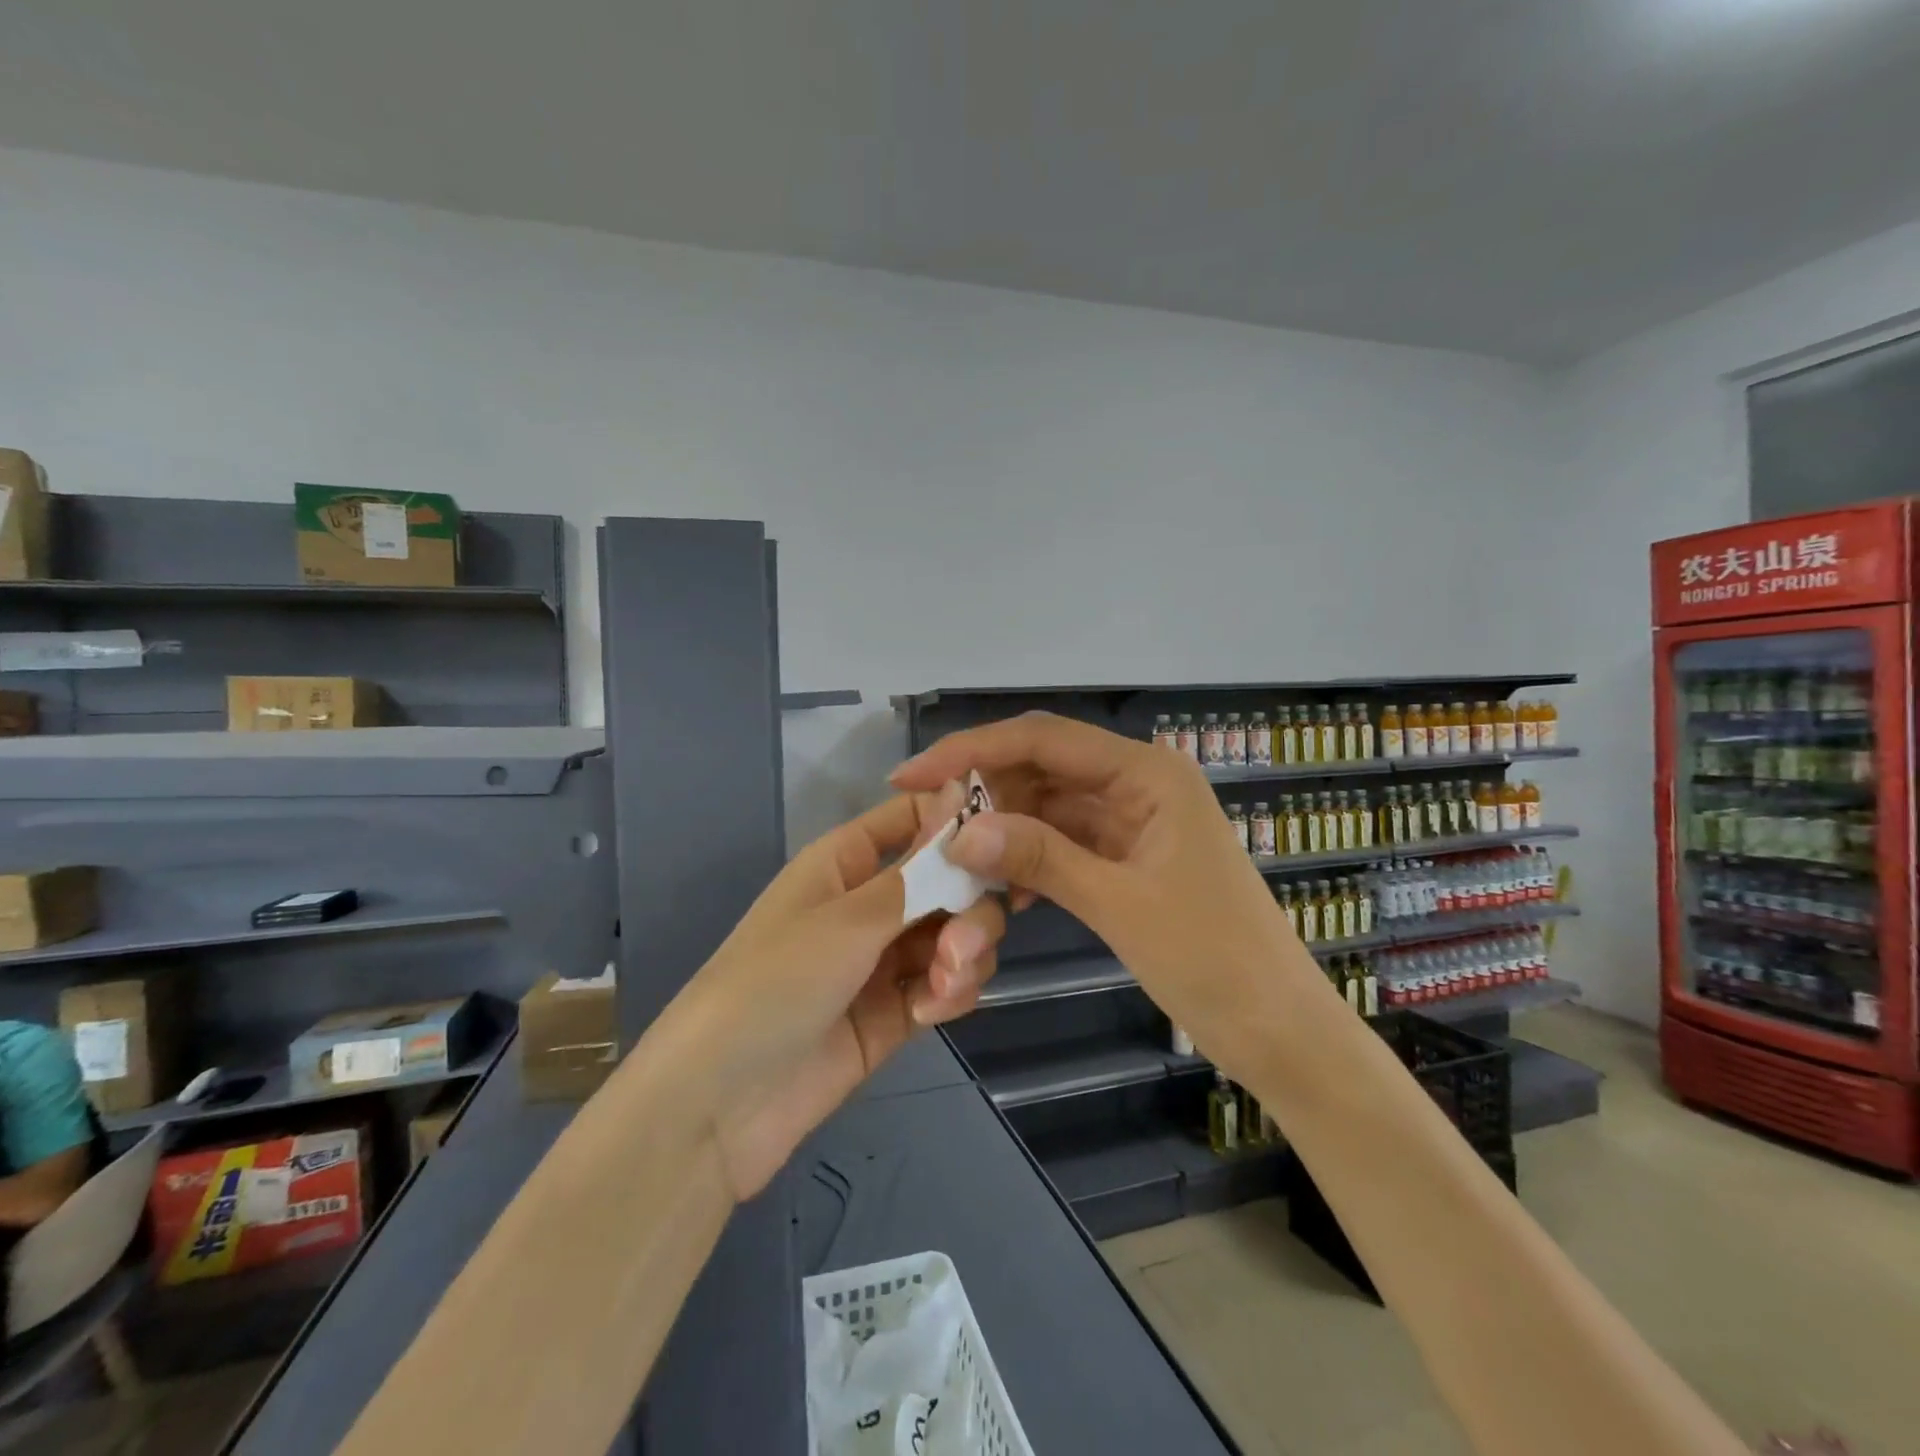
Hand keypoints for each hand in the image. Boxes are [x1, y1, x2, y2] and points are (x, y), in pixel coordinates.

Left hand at [665, 783, 1005, 1203]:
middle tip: (960, 945)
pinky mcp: (896, 1012)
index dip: (959, 823)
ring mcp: (885, 959)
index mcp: (847, 861)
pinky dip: (951, 993)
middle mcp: (871, 902)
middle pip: (950, 881)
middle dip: (969, 908)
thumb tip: (958, 793)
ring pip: (956, 934)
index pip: (915, 817)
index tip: (1001, 845)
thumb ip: (917, 871)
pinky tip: (929, 1013)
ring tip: (942, 987)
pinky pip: (946, 984)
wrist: (721, 1104)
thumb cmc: (774, 983)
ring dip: (965, 955)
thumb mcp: (847, 920)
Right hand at [891, 713, 1321, 1074]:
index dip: (972, 751)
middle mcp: (1138, 783)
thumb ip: (1039, 857)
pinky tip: (997, 887)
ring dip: (1003, 828)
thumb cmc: (1213, 959)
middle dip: (984, 792)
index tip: (912, 776)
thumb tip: (959, 831)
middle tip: (928, 826)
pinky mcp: (1127, 857)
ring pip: (1048, 807)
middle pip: (1043, 768)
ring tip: (952, 858)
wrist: (1277, 1029)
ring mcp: (1133, 821)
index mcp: (1147, 773)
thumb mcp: (1120, 904)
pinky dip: (1028, 858)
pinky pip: (1064, 842)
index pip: (1044, 740)